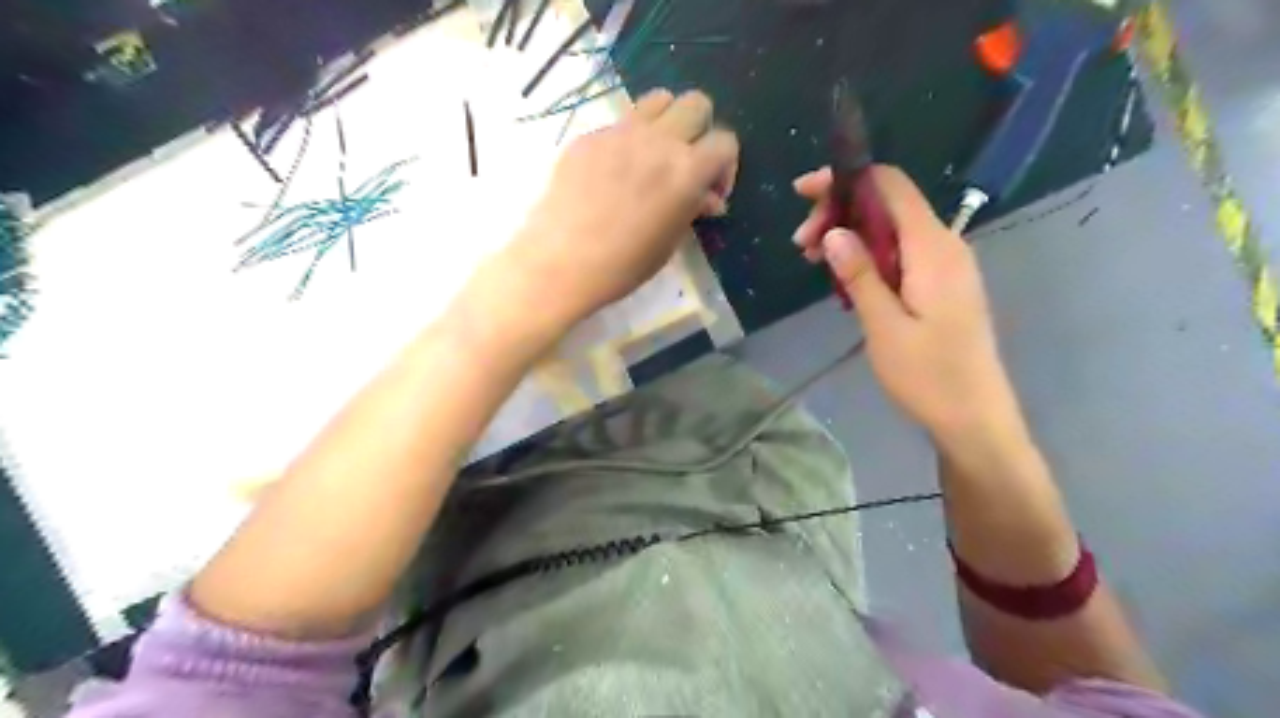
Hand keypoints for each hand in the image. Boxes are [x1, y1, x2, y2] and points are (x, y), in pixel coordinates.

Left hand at [501, 86, 739, 329]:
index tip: (711, 193)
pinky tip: (611, 175)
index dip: (725, 166)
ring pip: (658, 99)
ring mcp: (620, 133)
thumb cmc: (623, 265)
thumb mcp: (669, 242)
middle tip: (687, 164)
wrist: (560, 262)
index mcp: (686, 170)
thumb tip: (708, 198)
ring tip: (654, 156)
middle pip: (696, 104)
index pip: (725, 142)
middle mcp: (658, 140)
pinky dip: (627, 142)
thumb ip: (692, 209)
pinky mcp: (589, 137)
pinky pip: (619, 124)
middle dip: (700, 131)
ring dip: (667, 122)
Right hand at [796, 166, 1026, 443]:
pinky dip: (867, 257)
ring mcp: (945, 265)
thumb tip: (833, 231)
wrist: (974, 418)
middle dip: (840, 213)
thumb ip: (860, 274)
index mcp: (933, 248)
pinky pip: (899, 254)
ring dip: (850, 237)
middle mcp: (944, 245)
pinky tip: (843, 281)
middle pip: (887, 205)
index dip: (845, 179)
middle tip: (801, 246)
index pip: (890, 186)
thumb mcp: (884, 326)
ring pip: (891, 230)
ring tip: (813, 262)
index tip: (803, 194)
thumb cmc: (929, 376)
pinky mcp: (941, 284)